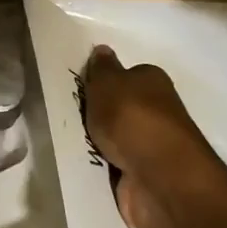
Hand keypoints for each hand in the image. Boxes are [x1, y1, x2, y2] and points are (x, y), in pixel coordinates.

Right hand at [81, 46, 219, 227]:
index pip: (127, 75)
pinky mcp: (143, 175)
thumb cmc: (132, 119)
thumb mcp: (108, 84)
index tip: (80, 90)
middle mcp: (157, 111)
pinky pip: (115, 165)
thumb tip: (103, 50)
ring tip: (68, 141)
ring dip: (98, 141)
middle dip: (99, 113)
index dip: (105, 82)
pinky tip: (84, 164)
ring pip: (116, 138)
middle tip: (69, 116)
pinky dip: (102, 166)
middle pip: (121, 108)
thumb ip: (101, 68)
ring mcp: (151, 145)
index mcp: (153, 82)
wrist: (158, 177)